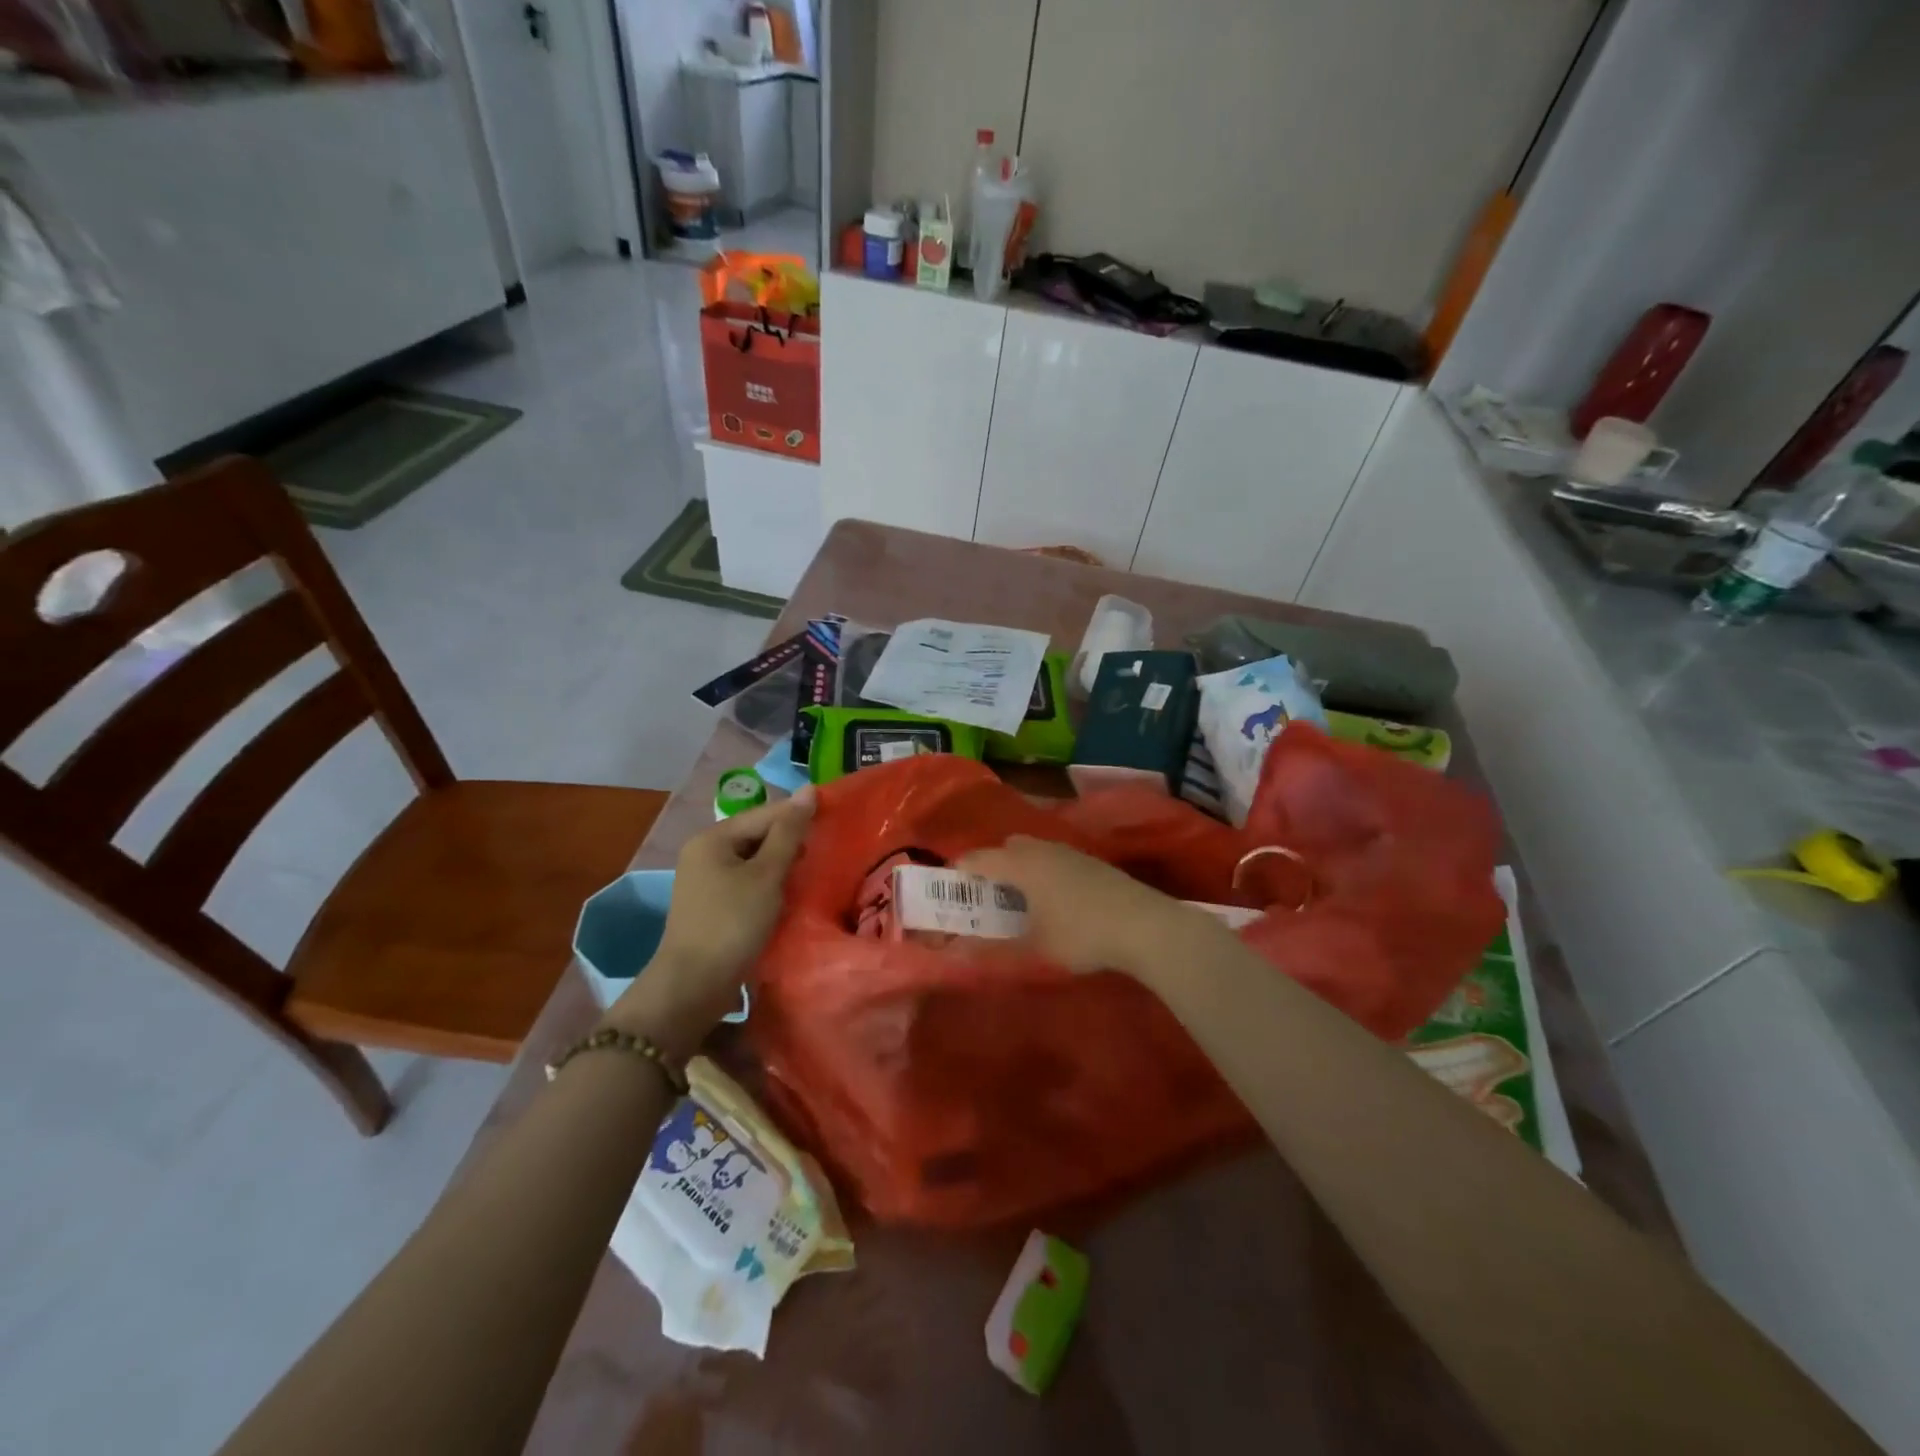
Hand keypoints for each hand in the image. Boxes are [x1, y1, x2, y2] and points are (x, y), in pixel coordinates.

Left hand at [606, 788, 814, 1054]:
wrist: (694, 985)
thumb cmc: (733, 923)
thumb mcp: (767, 875)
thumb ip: (789, 833)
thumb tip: (808, 790)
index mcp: (713, 838)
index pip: (766, 814)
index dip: (800, 815)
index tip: (836, 819)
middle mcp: (705, 852)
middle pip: (758, 835)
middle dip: (792, 842)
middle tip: (828, 851)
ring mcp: (706, 880)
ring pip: (754, 861)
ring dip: (783, 866)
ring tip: (815, 872)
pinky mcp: (713, 905)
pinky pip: (748, 883)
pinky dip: (770, 885)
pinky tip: (791, 895)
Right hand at [959, 835, 1208, 978]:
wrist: (1143, 923)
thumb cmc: (1081, 935)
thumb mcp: (1035, 949)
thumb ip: (994, 951)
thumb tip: (957, 954)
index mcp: (1020, 865)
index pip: (977, 858)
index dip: (959, 872)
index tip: (949, 890)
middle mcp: (1040, 849)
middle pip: (1004, 848)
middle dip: (990, 866)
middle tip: (985, 897)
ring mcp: (1068, 851)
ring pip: (1031, 849)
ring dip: (1018, 866)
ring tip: (1018, 898)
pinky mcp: (1089, 860)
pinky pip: (1052, 856)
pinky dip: (1041, 869)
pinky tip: (1052, 897)